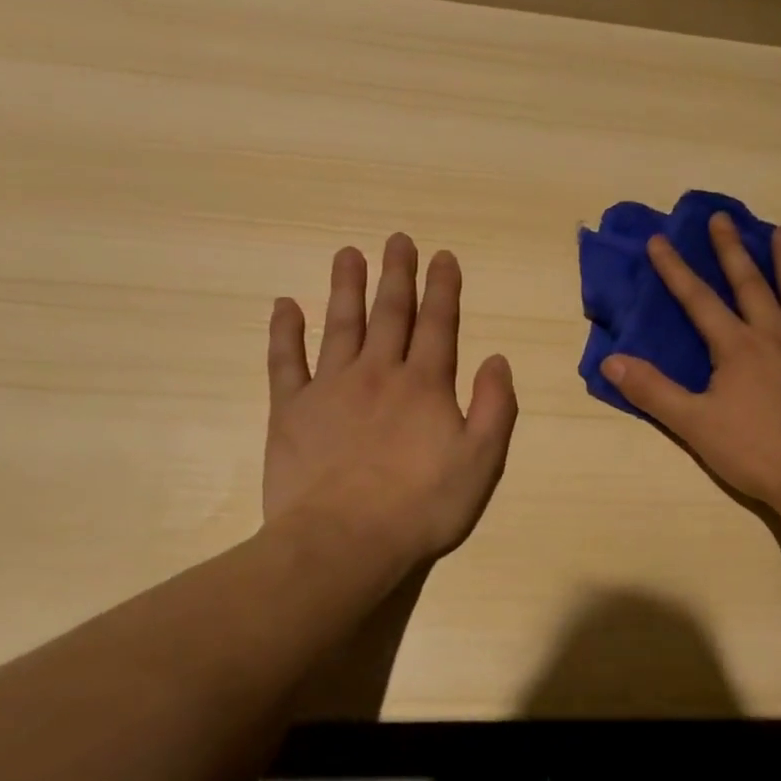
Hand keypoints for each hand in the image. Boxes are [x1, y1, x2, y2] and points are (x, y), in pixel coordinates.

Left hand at [262, 233, 517, 567]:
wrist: (343, 542)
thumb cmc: (422, 505)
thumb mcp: (482, 461)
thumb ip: (495, 406)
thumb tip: (496, 358)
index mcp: (425, 384)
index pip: (438, 324)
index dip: (443, 288)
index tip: (443, 256)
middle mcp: (378, 373)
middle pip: (390, 313)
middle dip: (397, 274)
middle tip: (398, 239)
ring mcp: (330, 388)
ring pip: (340, 325)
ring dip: (346, 287)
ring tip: (349, 253)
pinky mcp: (290, 410)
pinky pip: (284, 361)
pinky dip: (284, 332)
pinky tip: (284, 305)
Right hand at [601, 212, 780, 512]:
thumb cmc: (754, 452)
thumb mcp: (693, 424)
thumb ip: (652, 390)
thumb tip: (611, 361)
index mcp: (737, 347)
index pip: (698, 300)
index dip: (674, 270)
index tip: (659, 240)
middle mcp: (776, 336)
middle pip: (750, 284)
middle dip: (731, 250)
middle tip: (723, 217)